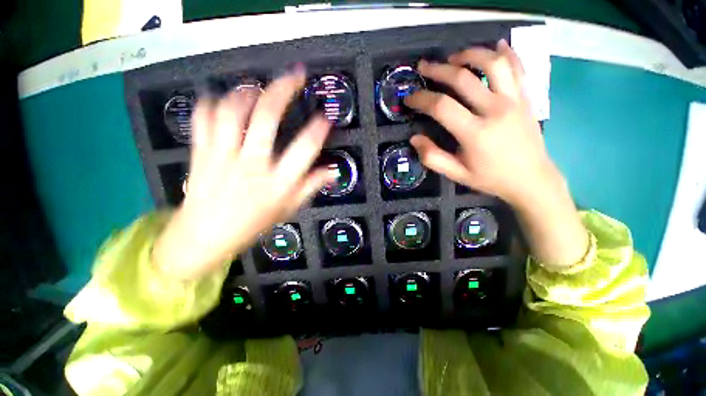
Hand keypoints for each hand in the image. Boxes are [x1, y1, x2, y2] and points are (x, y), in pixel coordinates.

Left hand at [153, 66, 333, 279]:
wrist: (204, 236)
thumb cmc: (252, 224)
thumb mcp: (288, 209)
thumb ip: (311, 187)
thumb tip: (333, 171)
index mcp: (276, 184)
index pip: (303, 151)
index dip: (318, 130)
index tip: (326, 117)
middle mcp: (251, 165)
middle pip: (265, 118)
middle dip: (283, 90)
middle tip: (295, 76)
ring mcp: (222, 156)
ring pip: (231, 111)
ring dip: (247, 92)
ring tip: (259, 87)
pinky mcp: (200, 153)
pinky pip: (201, 118)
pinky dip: (211, 102)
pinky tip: (222, 98)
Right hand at [405, 39, 553, 206]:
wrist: (531, 179)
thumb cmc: (490, 178)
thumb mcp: (456, 174)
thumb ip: (433, 158)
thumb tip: (414, 139)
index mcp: (475, 133)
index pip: (442, 106)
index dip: (421, 99)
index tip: (410, 97)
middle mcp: (495, 110)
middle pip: (463, 78)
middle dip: (438, 70)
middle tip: (423, 67)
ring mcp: (514, 100)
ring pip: (493, 63)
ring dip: (470, 54)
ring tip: (454, 57)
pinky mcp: (526, 97)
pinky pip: (518, 66)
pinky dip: (506, 52)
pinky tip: (496, 46)